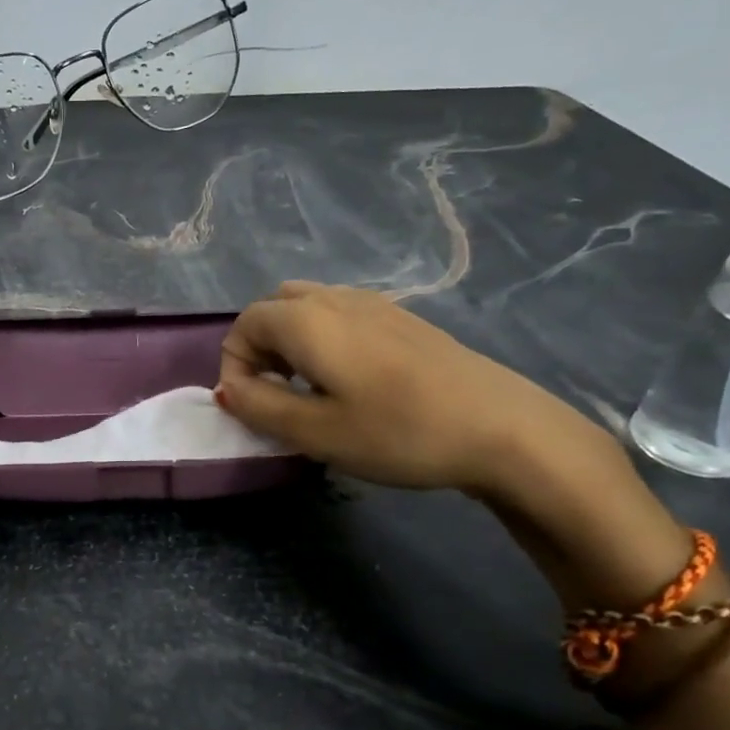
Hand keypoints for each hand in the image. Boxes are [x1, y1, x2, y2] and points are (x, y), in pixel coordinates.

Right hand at [216, 281, 615, 497]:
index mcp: (307, 320)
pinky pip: (341, 315)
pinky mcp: (402, 318)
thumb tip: (228, 389)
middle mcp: (335, 298)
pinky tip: (351, 381)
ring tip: (308, 389)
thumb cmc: (397, 432)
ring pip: (308, 308)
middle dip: (260, 349)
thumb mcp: (314, 431)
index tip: (252, 408)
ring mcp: (374, 303)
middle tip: (275, 394)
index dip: (235, 366)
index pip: (244, 325)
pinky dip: (323, 339)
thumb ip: (259, 406)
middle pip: (273, 308)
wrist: (501, 428)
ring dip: (290, 343)